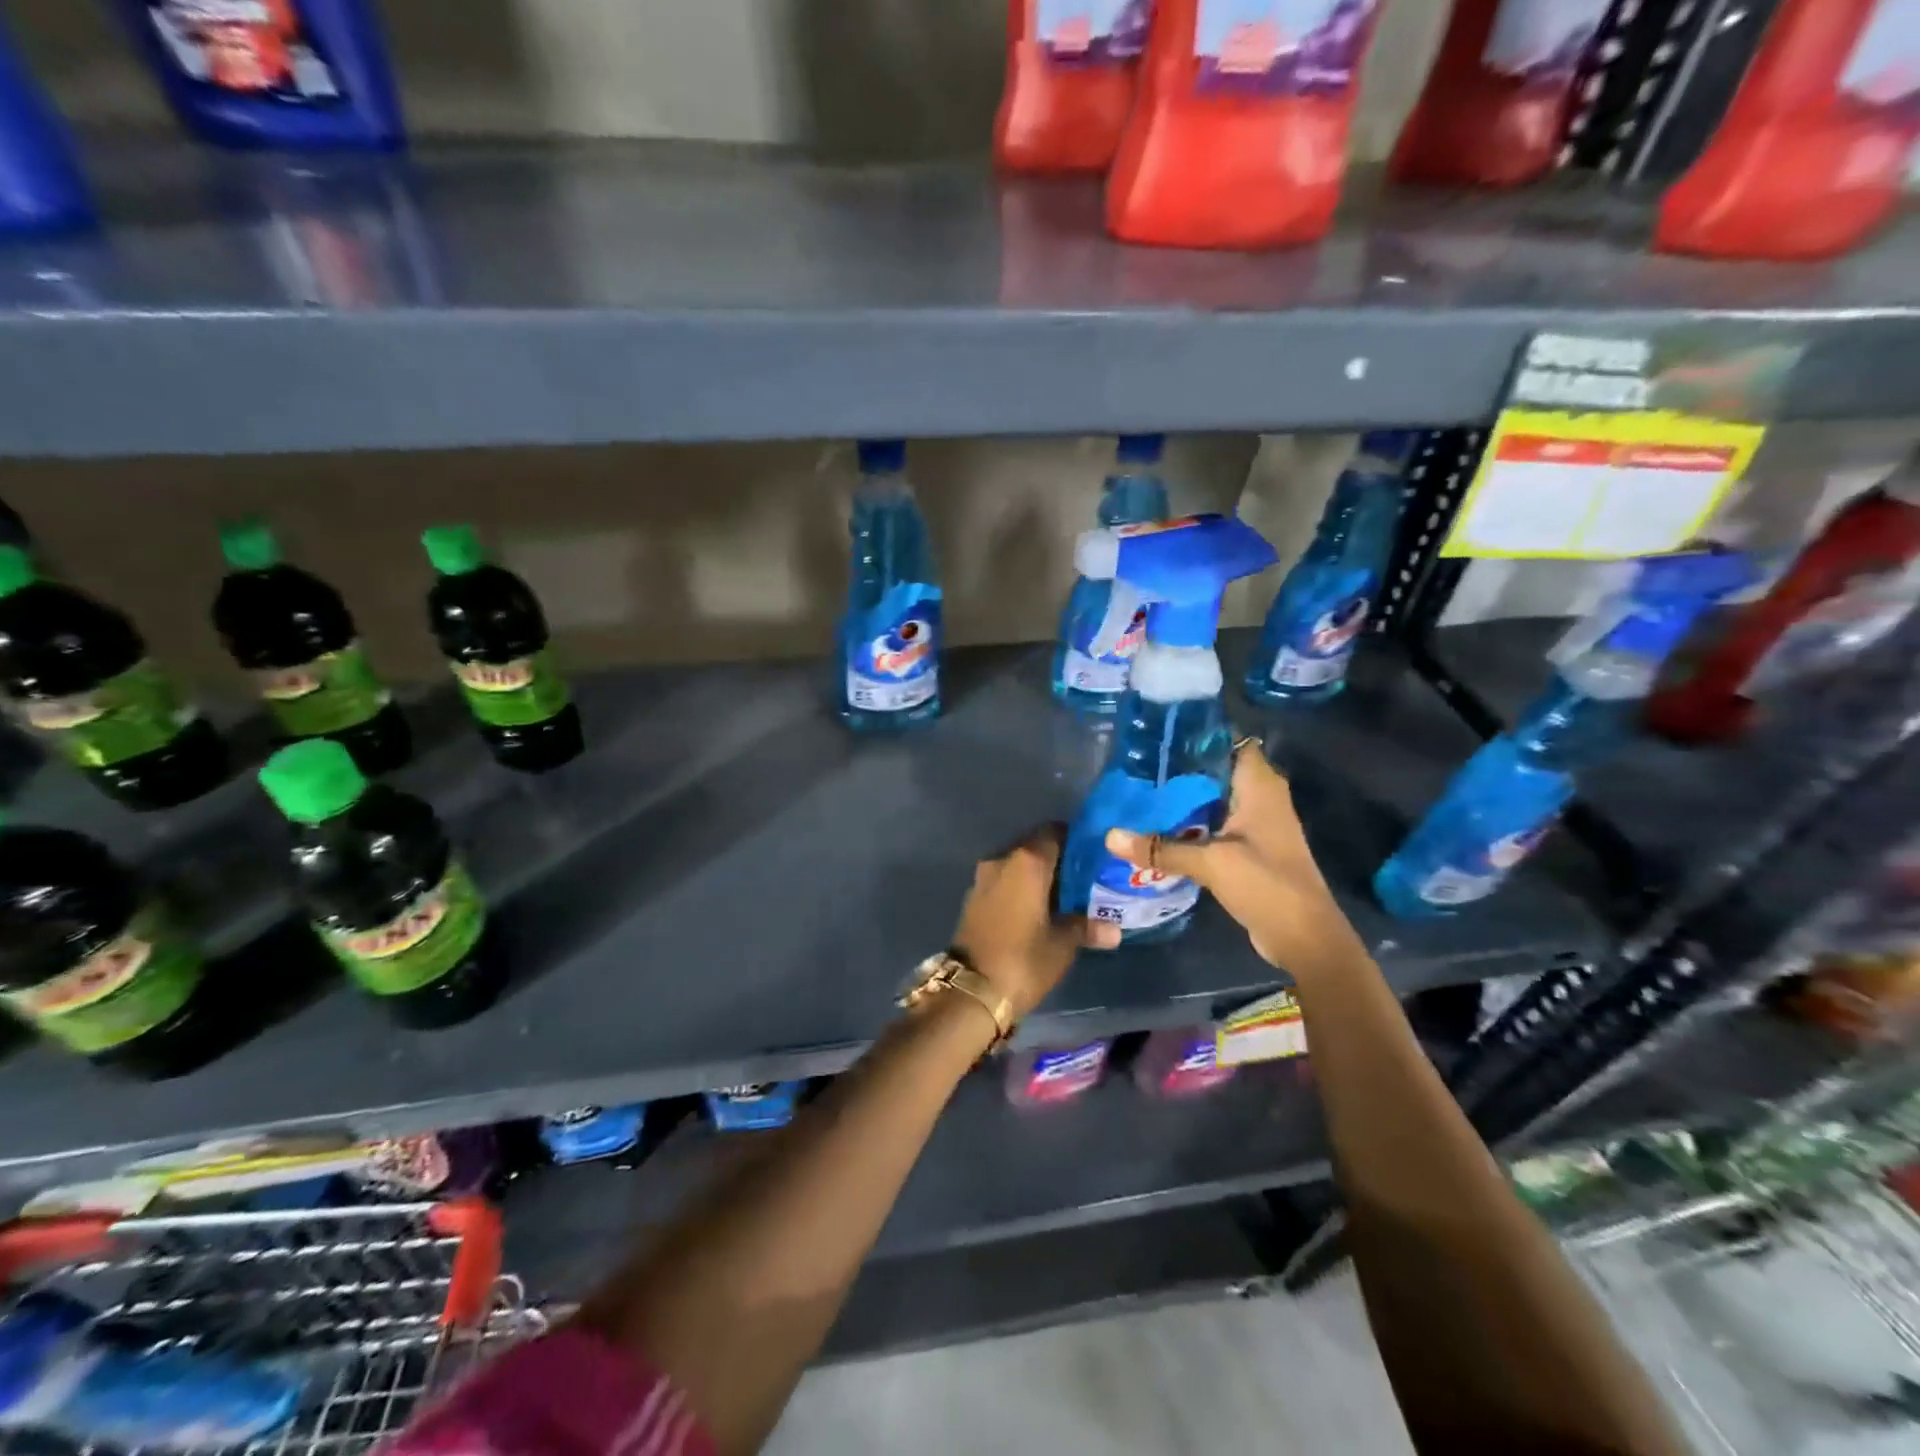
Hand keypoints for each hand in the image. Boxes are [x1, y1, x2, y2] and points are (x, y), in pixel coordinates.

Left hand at [951, 825, 1120, 1021]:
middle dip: (1057, 858)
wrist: (970, 990)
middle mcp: (1002, 860)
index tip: (1092, 854)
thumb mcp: (1062, 944)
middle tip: (1082, 877)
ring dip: (1036, 875)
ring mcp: (983, 878)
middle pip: (1034, 846)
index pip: (1054, 832)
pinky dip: (1019, 888)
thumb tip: (1114, 929)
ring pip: (1016, 865)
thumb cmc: (1023, 959)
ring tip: (1063, 895)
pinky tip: (1037, 908)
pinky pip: (1003, 882)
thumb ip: (1086, 927)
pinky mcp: (973, 898)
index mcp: (1027, 861)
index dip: (1074, 839)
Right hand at [1105, 741, 1354, 971]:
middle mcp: (1262, 797)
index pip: (1231, 742)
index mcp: (1260, 786)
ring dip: (1183, 801)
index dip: (1199, 738)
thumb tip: (1110, 836)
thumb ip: (1161, 849)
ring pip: (1214, 801)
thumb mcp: (1210, 863)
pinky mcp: (1250, 849)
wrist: (1305, 937)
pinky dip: (1191, 826)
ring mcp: (1257, 824)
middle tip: (1136, 768)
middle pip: (1216, 772)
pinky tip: (1158, 829)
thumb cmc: (1266, 884)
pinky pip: (1215, 826)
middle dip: (1180, 771)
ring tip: (1139, 794)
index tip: (1160, 738)